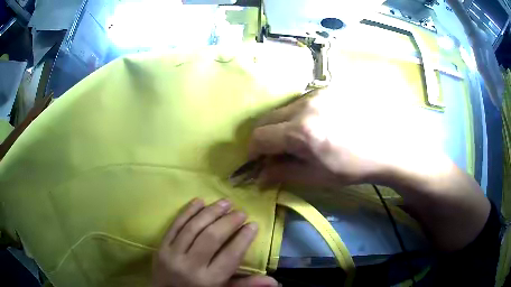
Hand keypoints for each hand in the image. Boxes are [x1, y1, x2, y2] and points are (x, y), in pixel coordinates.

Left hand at [153, 198, 277, 286]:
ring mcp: (173, 254)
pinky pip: (174, 225)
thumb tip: (275, 282)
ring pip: (193, 228)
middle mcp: (190, 266)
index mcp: (209, 280)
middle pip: (211, 238)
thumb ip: (246, 285)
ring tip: (225, 202)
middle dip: (228, 221)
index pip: (230, 256)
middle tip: (241, 211)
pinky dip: (187, 211)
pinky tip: (199, 201)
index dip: (243, 238)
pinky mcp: (161, 247)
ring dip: (210, 212)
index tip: (253, 225)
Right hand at [249, 87, 438, 186]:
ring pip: (285, 108)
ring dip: (284, 124)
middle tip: (278, 151)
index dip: (253, 150)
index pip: (259, 136)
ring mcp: (318, 93)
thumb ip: (284, 174)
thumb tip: (259, 176)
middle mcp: (305, 106)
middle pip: (268, 118)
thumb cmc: (354, 166)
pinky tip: (318, 124)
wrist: (389, 144)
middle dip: (266, 136)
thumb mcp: (317, 177)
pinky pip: (302, 101)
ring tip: (302, 138)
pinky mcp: (329, 88)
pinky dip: (300, 114)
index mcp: (301, 131)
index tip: (257, 160)